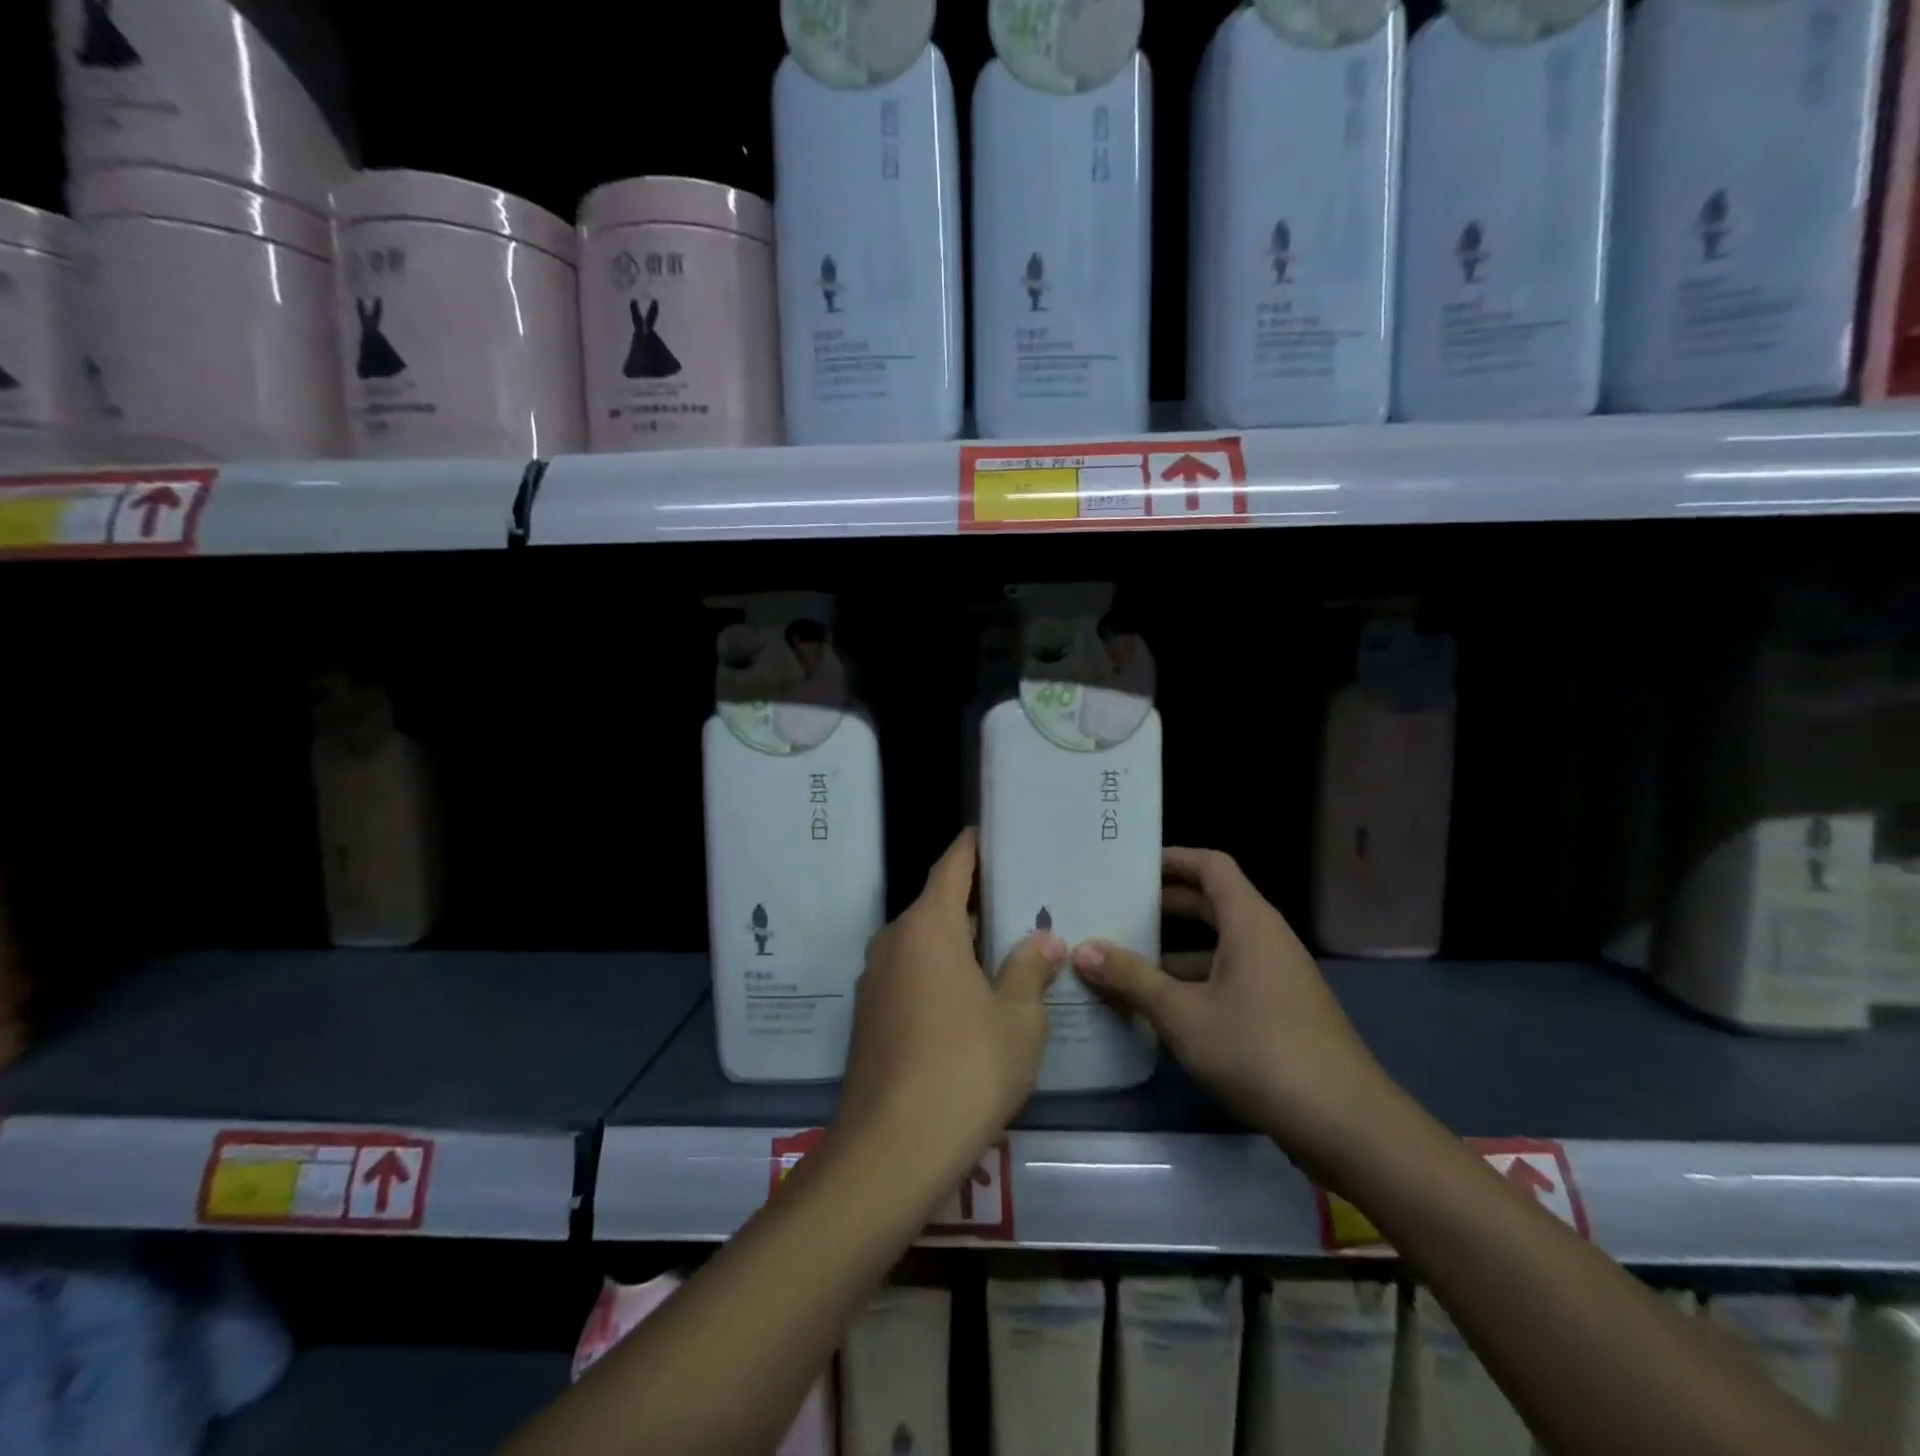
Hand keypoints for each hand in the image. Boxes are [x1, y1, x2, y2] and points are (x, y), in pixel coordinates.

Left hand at [834, 829, 1066, 1189]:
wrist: (889, 1152)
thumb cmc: (965, 1070)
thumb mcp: (1017, 1020)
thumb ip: (1029, 969)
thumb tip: (1044, 939)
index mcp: (928, 926)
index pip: (953, 866)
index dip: (975, 847)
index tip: (997, 834)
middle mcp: (894, 940)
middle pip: (937, 903)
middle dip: (976, 899)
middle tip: (1022, 899)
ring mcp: (875, 979)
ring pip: (923, 941)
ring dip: (958, 939)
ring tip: (1004, 945)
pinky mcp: (870, 1016)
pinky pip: (910, 973)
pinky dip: (940, 970)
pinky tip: (970, 996)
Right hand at [1071, 847, 1396, 1178]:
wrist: (1346, 1125)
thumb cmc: (1261, 1051)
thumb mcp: (1184, 1014)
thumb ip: (1132, 979)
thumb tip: (1082, 949)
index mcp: (1250, 923)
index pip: (1211, 865)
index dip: (1173, 858)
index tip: (1130, 864)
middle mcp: (1267, 939)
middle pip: (1213, 903)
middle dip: (1165, 903)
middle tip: (1116, 908)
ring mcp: (1278, 977)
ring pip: (1220, 945)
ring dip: (1176, 949)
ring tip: (1125, 958)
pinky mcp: (1281, 1012)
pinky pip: (1230, 977)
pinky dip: (1195, 980)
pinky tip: (1161, 1008)